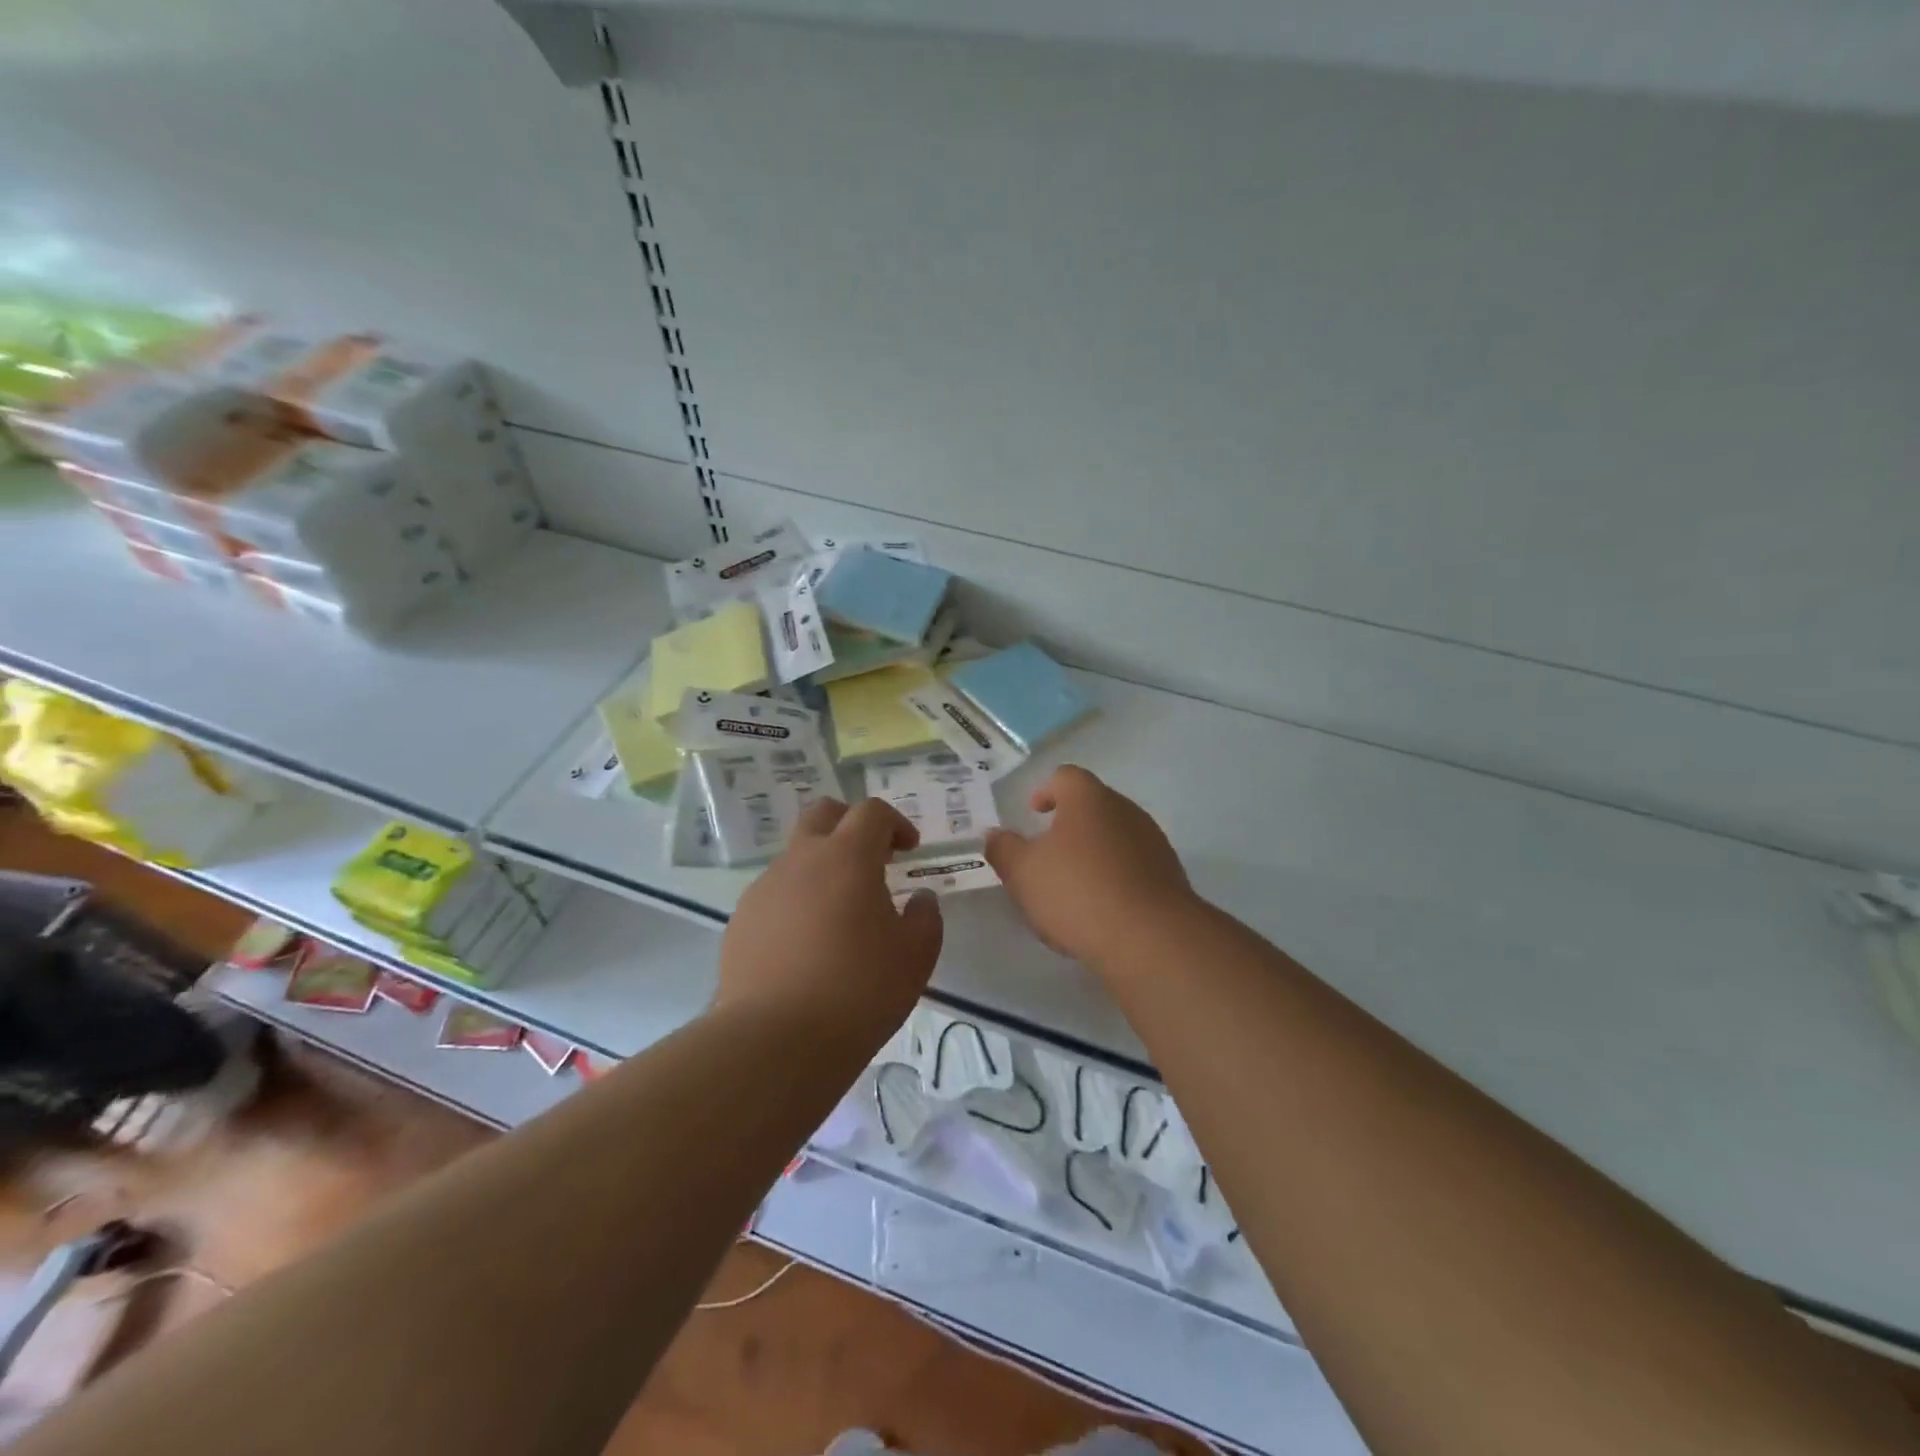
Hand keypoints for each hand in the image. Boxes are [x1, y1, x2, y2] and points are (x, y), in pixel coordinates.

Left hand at [716, 797, 943, 1039]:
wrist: (775, 1040)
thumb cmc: (859, 990)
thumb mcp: (916, 956)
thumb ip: (925, 917)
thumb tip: (920, 898)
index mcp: (847, 857)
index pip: (871, 811)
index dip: (895, 823)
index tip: (909, 850)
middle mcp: (800, 860)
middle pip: (823, 814)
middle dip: (850, 825)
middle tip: (872, 859)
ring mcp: (764, 888)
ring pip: (796, 857)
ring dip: (822, 868)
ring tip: (839, 916)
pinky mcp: (741, 921)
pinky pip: (775, 895)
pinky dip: (796, 902)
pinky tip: (806, 946)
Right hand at [985, 765, 1198, 968]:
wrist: (1150, 938)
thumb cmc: (1077, 892)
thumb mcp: (1023, 872)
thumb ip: (1003, 849)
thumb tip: (995, 835)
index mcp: (1089, 799)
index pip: (1066, 777)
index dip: (1046, 790)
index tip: (1033, 813)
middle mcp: (1125, 810)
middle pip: (1093, 806)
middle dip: (1069, 825)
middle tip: (1047, 853)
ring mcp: (1153, 843)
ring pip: (1115, 837)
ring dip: (1094, 853)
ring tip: (1073, 886)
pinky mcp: (1169, 876)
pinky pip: (1134, 867)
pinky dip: (1115, 878)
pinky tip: (1101, 909)